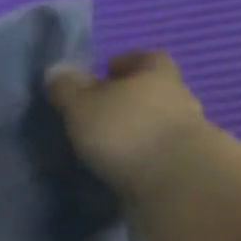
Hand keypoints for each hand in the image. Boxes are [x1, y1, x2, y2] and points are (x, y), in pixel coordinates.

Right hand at [44, 52, 210, 206]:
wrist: (176, 181)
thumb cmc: (125, 131)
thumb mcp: (82, 106)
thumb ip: (67, 89)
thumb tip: (55, 68)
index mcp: (156, 75)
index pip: (146, 58)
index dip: (127, 61)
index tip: (107, 68)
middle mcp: (177, 98)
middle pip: (153, 90)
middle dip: (129, 97)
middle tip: (99, 109)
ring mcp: (186, 133)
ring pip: (156, 123)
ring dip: (135, 130)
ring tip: (105, 143)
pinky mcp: (185, 165)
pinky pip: (157, 152)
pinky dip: (140, 156)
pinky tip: (120, 166)